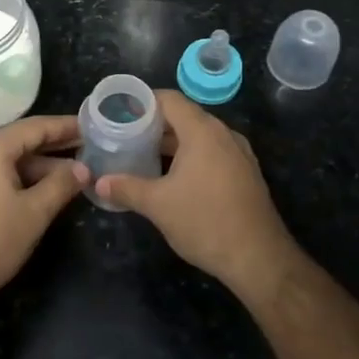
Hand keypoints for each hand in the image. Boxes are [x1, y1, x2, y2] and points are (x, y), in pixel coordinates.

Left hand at [0, 114, 87, 307]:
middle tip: (89, 149)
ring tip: (74, 176)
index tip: (92, 126)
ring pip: (9, 162)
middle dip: (55, 147)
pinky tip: (43, 192)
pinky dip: (22, 179)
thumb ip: (61, 185)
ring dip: (40, 168)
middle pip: (21, 142)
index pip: (35, 127)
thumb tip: (83, 168)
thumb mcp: (34, 213)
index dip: (65, 126)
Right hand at [93, 91, 300, 294]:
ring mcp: (238, 154)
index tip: (119, 113)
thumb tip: (99, 183)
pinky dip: (190, 156)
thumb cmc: (205, 222)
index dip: (142, 102)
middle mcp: (224, 134)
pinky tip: (172, 177)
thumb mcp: (158, 205)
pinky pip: (212, 153)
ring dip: (171, 142)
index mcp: (203, 131)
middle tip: (124, 136)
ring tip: (142, 156)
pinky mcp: (245, 173)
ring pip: (198, 136)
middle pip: (184, 116)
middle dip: (153, 125)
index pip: (169, 99)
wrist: (259, 258)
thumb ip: (126, 188)